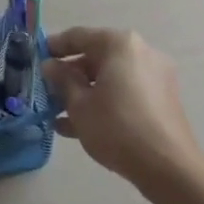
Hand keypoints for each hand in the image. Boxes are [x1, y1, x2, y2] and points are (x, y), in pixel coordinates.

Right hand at [41, 27, 203, 189]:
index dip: (54, 46)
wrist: (167, 167)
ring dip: (84, 91)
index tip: (36, 57)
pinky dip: (105, 102)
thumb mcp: (79, 104)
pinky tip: (79, 126)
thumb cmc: (116, 127)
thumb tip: (51, 65)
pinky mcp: (161, 99)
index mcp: (120, 45)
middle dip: (70, 74)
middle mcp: (141, 53)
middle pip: (96, 56)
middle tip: (47, 90)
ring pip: (110, 77)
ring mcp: (155, 76)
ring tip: (58, 113)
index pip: (79, 36)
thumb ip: (62, 79)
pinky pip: (125, 92)